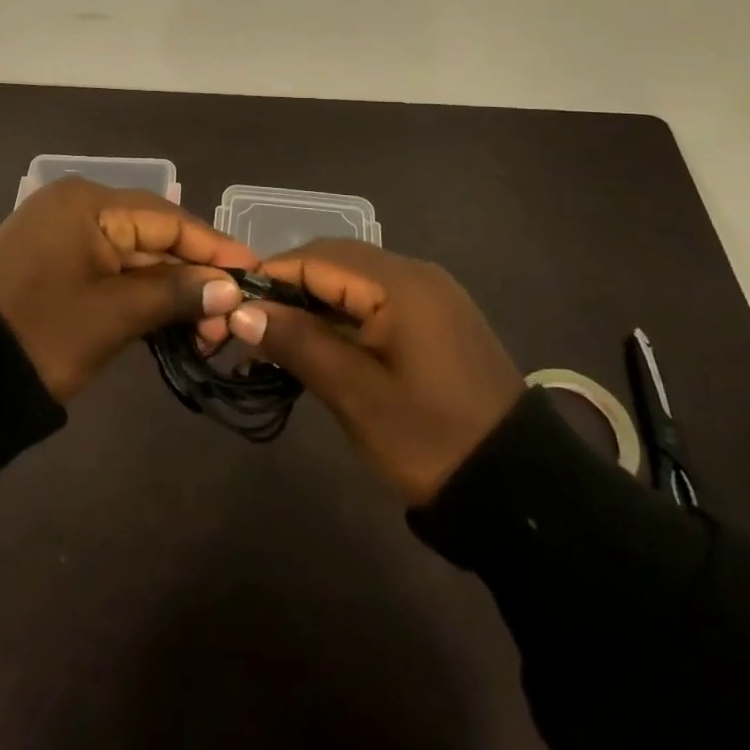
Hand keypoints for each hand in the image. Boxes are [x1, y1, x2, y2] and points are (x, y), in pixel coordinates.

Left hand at [0, 177, 256, 401]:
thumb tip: (229, 289)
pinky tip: (170, 319)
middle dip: (193, 275)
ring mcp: (63, 233)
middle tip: (231, 317)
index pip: (167, 218)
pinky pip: (110, 268)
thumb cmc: (39, 335)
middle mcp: (76, 206)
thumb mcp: (112, 315)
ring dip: (169, 289)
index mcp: (87, 202)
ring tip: (207, 329)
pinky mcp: (54, 262)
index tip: (254, 271)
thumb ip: (175, 294)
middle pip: (152, 235)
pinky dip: (139, 293)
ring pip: (133, 255)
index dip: (213, 247)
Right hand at [223, 239, 525, 505]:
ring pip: (353, 282)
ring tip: (275, 340)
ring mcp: (430, 295)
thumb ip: (298, 342)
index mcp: (400, 282)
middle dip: (288, 289)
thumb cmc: (431, 439)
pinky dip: (341, 317)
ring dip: (313, 304)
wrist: (520, 491)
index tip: (229, 305)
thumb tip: (241, 310)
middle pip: (334, 262)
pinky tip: (318, 345)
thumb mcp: (356, 394)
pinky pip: (375, 301)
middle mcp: (415, 273)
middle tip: (249, 327)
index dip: (268, 277)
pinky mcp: (435, 320)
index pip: (316, 258)